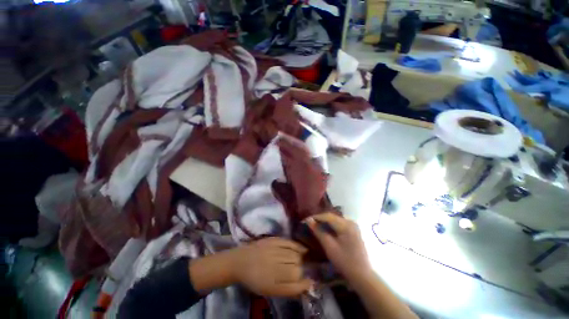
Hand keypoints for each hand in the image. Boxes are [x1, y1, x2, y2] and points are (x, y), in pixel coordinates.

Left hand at [229, 237, 313, 296]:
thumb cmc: (255, 279)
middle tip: (298, 269)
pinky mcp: (273, 241)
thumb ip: (288, 289)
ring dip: (300, 259)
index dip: (303, 283)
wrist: (241, 262)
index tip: (308, 281)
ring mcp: (273, 252)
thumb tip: (307, 285)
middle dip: (300, 270)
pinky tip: (302, 249)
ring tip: (299, 259)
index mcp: (271, 285)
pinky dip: (298, 246)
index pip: (295, 284)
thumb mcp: (270, 290)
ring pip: (295, 256)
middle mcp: (273, 268)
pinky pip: (290, 243)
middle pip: (297, 269)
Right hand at [305, 213, 371, 281]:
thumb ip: (318, 231)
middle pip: (332, 216)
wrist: (362, 275)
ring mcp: (353, 225)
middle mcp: (350, 221)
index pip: (327, 216)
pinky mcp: (354, 230)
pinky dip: (332, 225)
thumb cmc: (345, 262)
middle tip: (310, 223)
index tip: (306, 220)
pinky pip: (340, 223)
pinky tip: (326, 229)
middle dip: (320, 219)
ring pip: (335, 219)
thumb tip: (308, 220)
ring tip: (316, 225)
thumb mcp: (329, 246)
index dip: (316, 217)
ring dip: (325, 221)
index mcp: (345, 225)